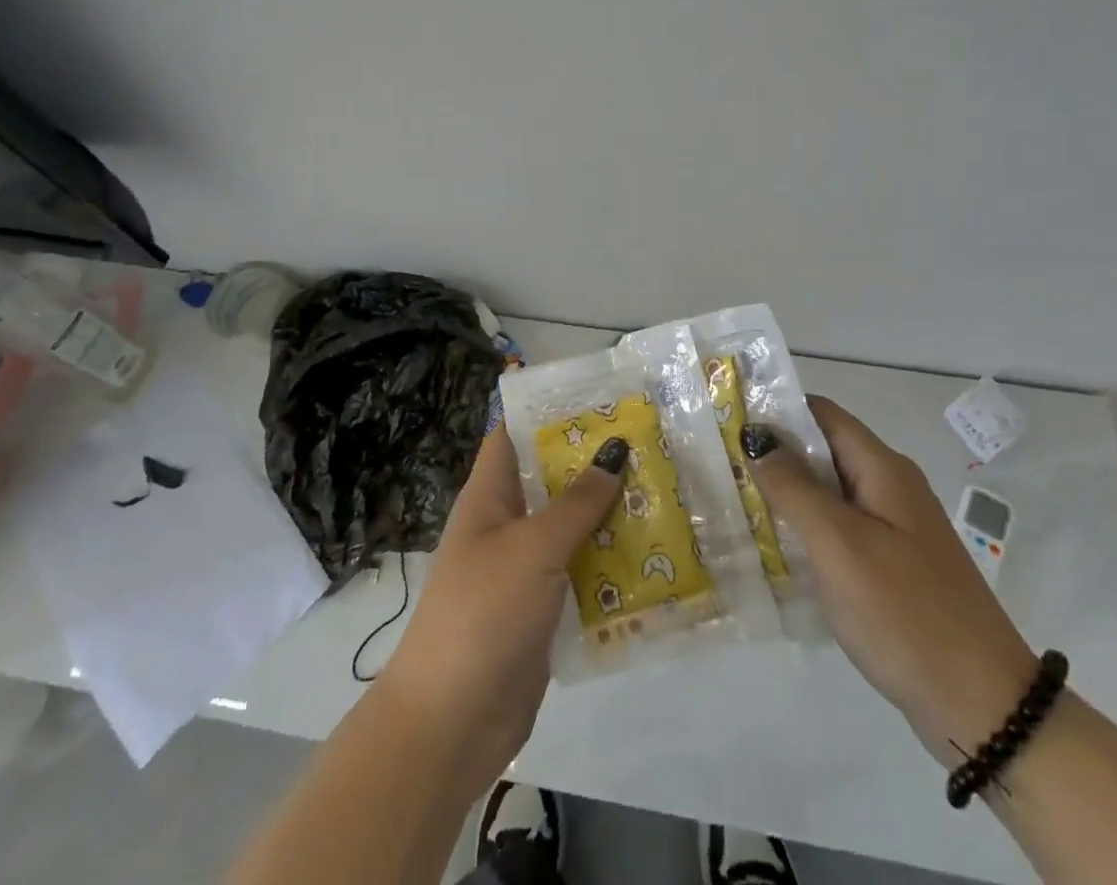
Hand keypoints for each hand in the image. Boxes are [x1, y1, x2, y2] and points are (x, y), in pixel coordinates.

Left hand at [375, 427, 625, 802]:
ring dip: (610, 515)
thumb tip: (615, 449)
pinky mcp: (544, 612)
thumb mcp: (533, 547)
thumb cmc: (484, 610)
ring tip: (665, 489)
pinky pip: (581, 574)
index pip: (513, 435)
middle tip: (650, 441)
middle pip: (551, 481)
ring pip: (572, 529)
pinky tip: (655, 556)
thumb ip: (576, 502)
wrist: (452, 720)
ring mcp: (525, 571)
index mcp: (489, 497)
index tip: (598, 395)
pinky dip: (610, 564)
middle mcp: (506, 526)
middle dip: (594, 463)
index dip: (547, 411)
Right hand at [743, 397, 1036, 765]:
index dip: (776, 409)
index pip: (822, 414)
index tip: (729, 419)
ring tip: (734, 501)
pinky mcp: (894, 566)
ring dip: (787, 492)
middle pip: (824, 451)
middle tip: (721, 464)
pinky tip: (774, 547)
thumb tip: (755, 436)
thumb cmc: (904, 612)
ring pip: (830, 493)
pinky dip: (807, 529)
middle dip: (774, 453)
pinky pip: (841, 530)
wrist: (983, 707)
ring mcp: (895, 529)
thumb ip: (793, 487)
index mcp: (883, 469)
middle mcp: (891, 488)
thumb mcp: (839, 544)